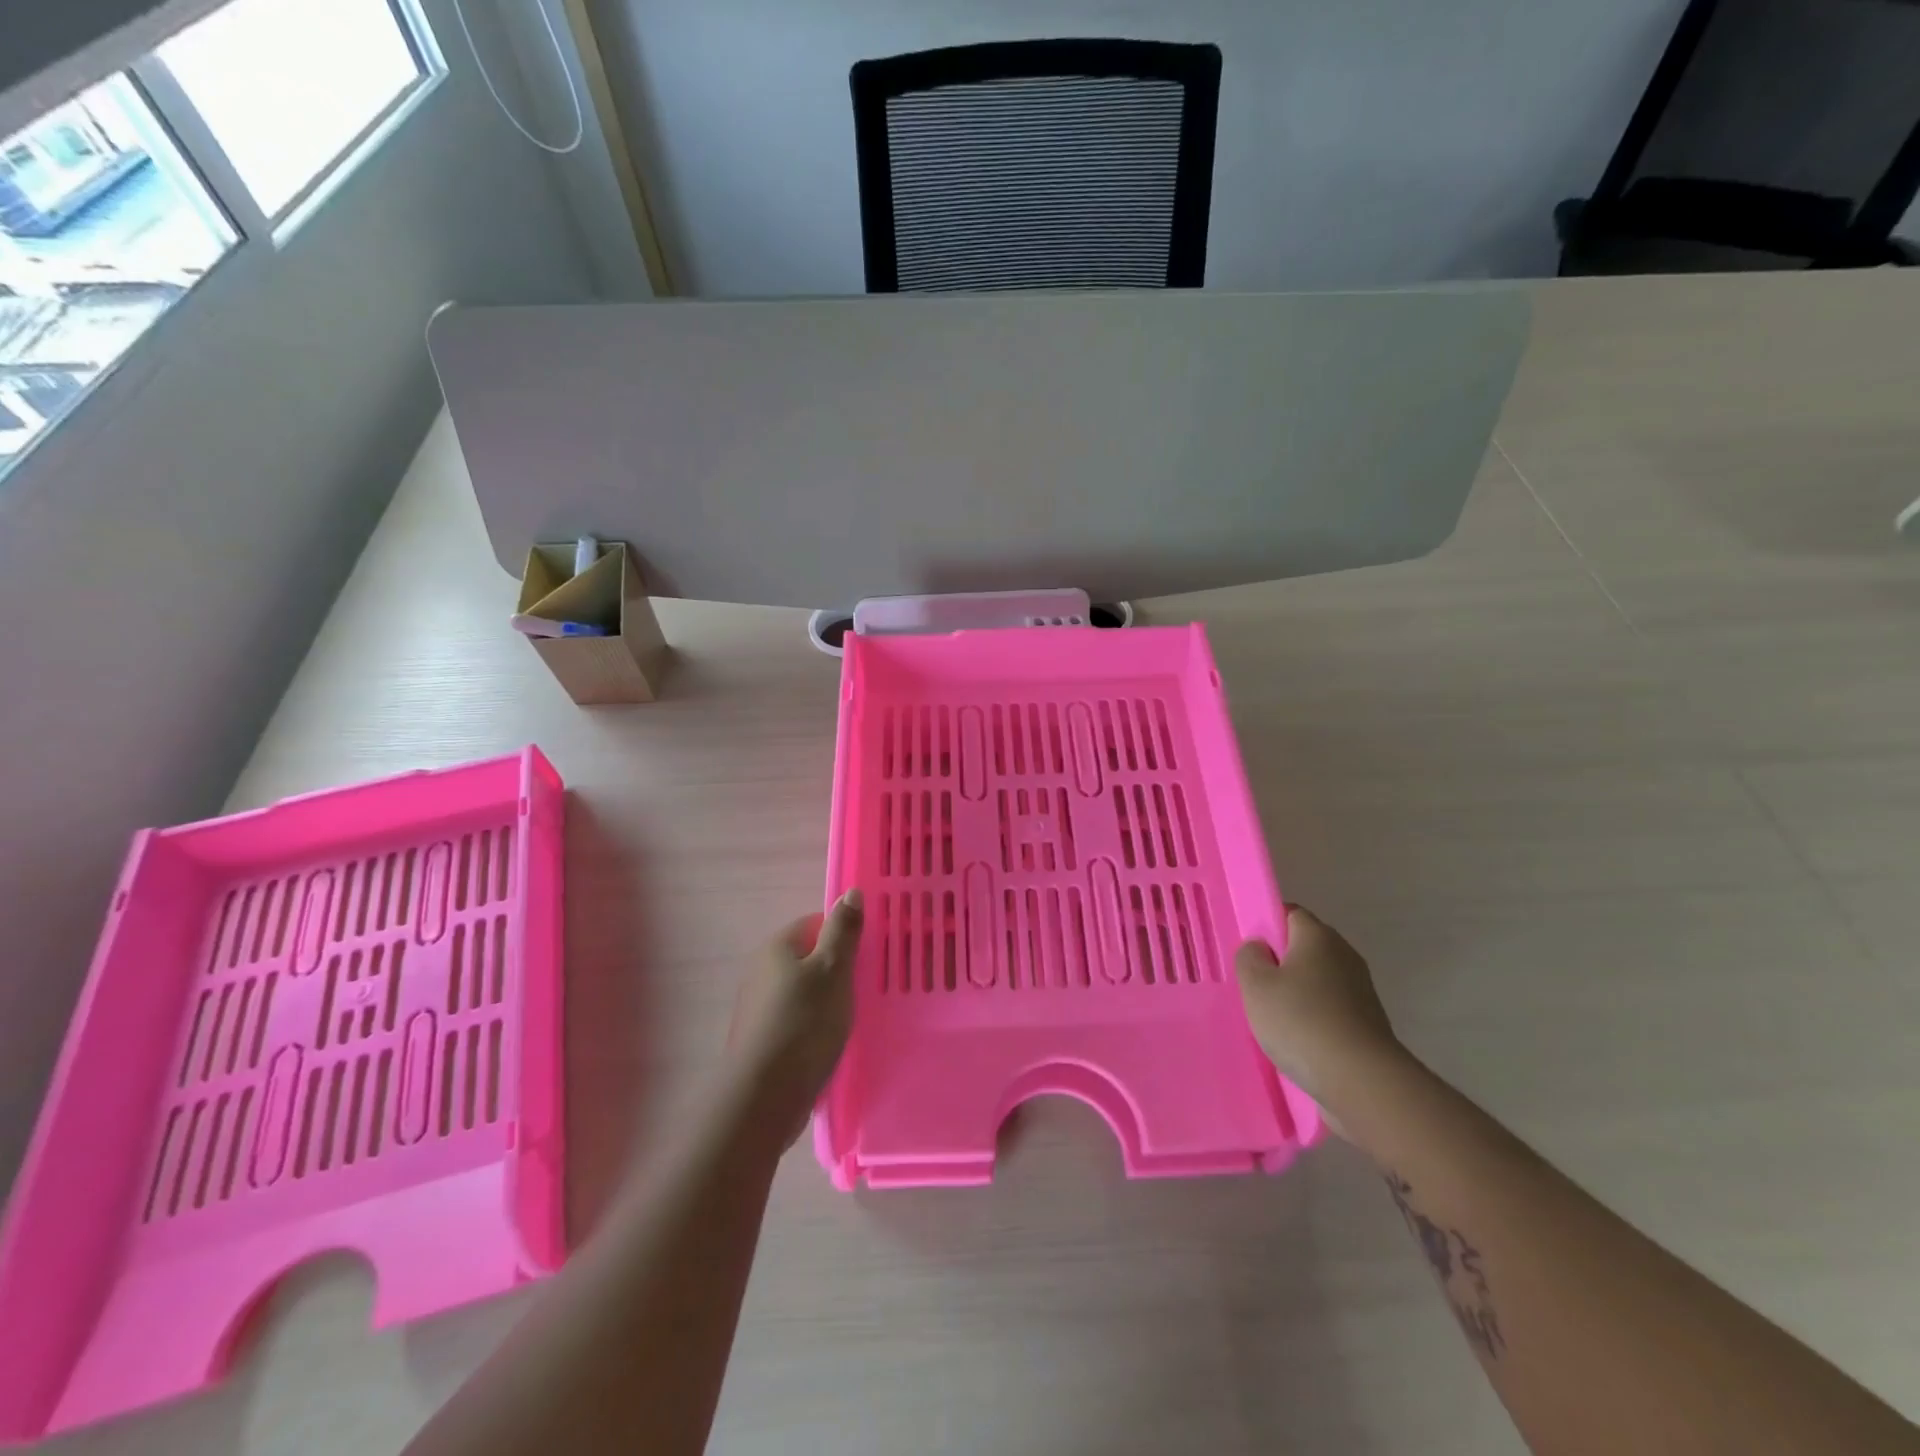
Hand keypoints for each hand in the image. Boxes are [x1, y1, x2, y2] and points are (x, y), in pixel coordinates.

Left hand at [730, 890, 863, 1141]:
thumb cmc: (804, 1023)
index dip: (844, 936)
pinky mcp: (763, 1039)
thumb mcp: (833, 970)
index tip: (869, 955)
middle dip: (838, 970)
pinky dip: (815, 1026)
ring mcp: (760, 1007)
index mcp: (777, 947)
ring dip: (827, 1000)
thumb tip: (849, 892)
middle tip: (867, 986)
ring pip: (804, 991)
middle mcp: (762, 971)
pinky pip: (797, 1020)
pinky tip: (832, 1042)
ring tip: (854, 1017)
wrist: (764, 1097)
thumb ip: (843, 931)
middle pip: (810, 958)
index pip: (816, 924)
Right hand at [1236, 906, 1402, 1127]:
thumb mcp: (1255, 985)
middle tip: (1254, 985)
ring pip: (1318, 980)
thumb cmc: (1301, 1021)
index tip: (1249, 950)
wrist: (1362, 1081)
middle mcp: (1344, 955)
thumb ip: (1249, 957)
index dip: (1267, 925)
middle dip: (1280, 962)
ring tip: (1273, 1017)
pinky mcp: (1368, 1022)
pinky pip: (1331, 1008)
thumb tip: (1260, 948)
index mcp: (1318, 936)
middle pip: (1305, 947)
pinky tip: (1298, 1040)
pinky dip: (1314, 1017)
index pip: (1290, 914)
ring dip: (1297, 992)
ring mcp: (1361, 990)